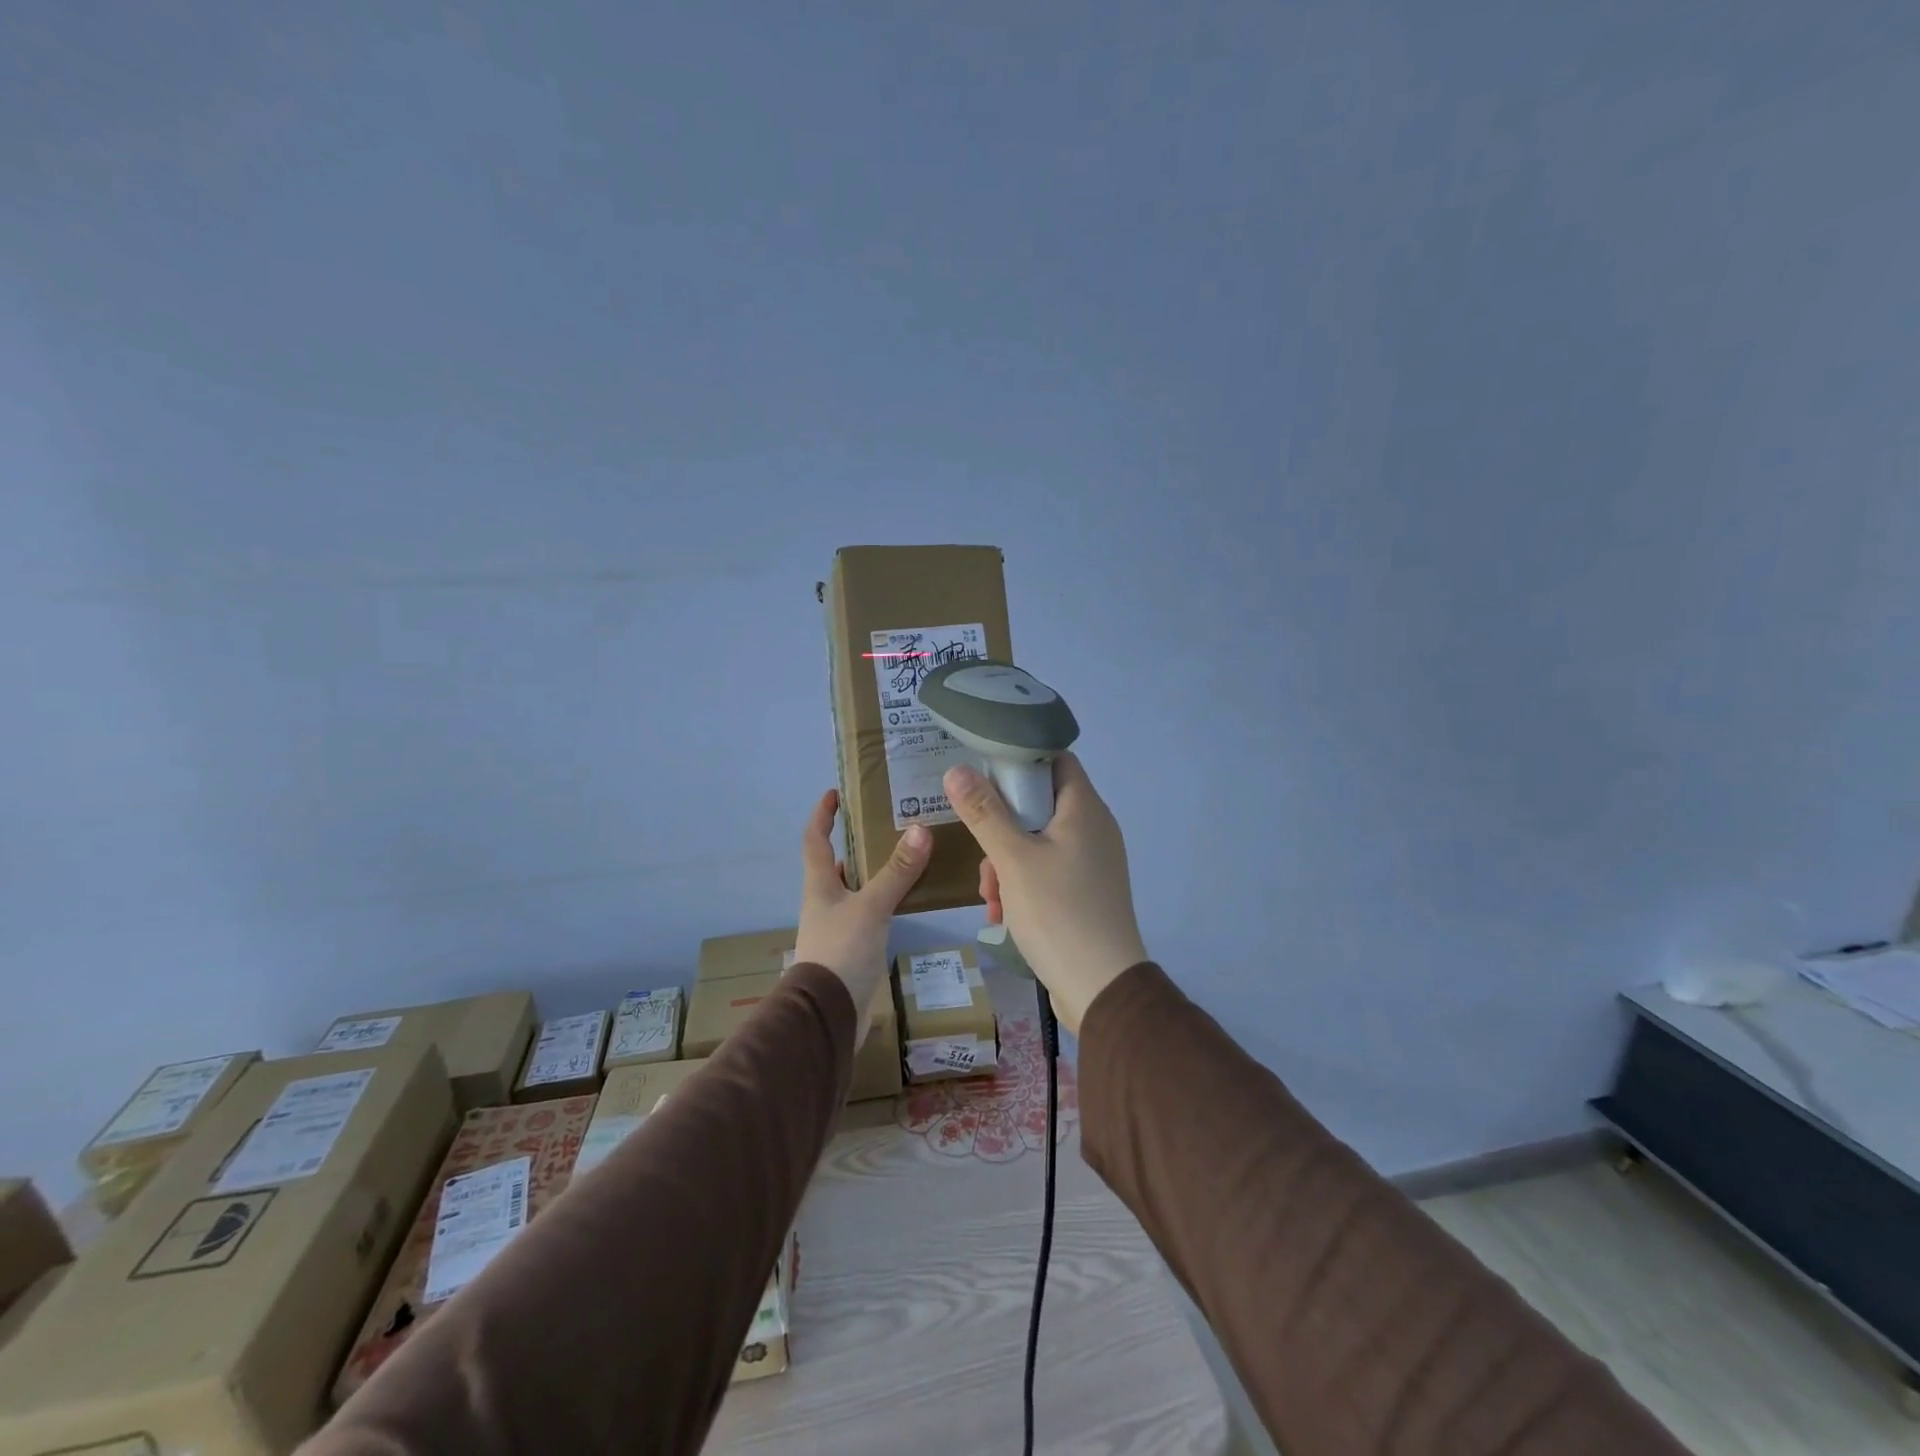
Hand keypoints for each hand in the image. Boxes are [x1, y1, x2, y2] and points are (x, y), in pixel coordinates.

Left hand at [792, 789, 931, 1043]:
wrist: (827, 1016)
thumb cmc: (840, 952)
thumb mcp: (871, 907)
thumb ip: (896, 872)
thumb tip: (920, 830)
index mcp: (819, 886)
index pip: (815, 840)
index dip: (822, 815)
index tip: (834, 794)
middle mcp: (824, 902)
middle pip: (835, 864)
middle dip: (854, 843)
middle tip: (885, 824)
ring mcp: (837, 927)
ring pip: (854, 889)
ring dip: (873, 872)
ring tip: (904, 856)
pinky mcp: (852, 948)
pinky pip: (869, 913)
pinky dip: (884, 900)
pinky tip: (906, 900)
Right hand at [943, 754, 1147, 1034]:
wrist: (1101, 988)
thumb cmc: (1058, 912)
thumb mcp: (1012, 859)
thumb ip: (984, 813)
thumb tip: (957, 770)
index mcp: (1084, 809)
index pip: (1055, 759)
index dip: (1019, 760)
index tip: (984, 776)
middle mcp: (1094, 828)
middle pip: (1040, 804)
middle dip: (1002, 826)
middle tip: (982, 853)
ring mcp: (1093, 862)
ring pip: (1039, 842)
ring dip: (1007, 862)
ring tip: (990, 896)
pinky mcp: (1088, 892)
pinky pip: (1049, 871)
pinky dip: (1023, 884)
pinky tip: (1003, 913)